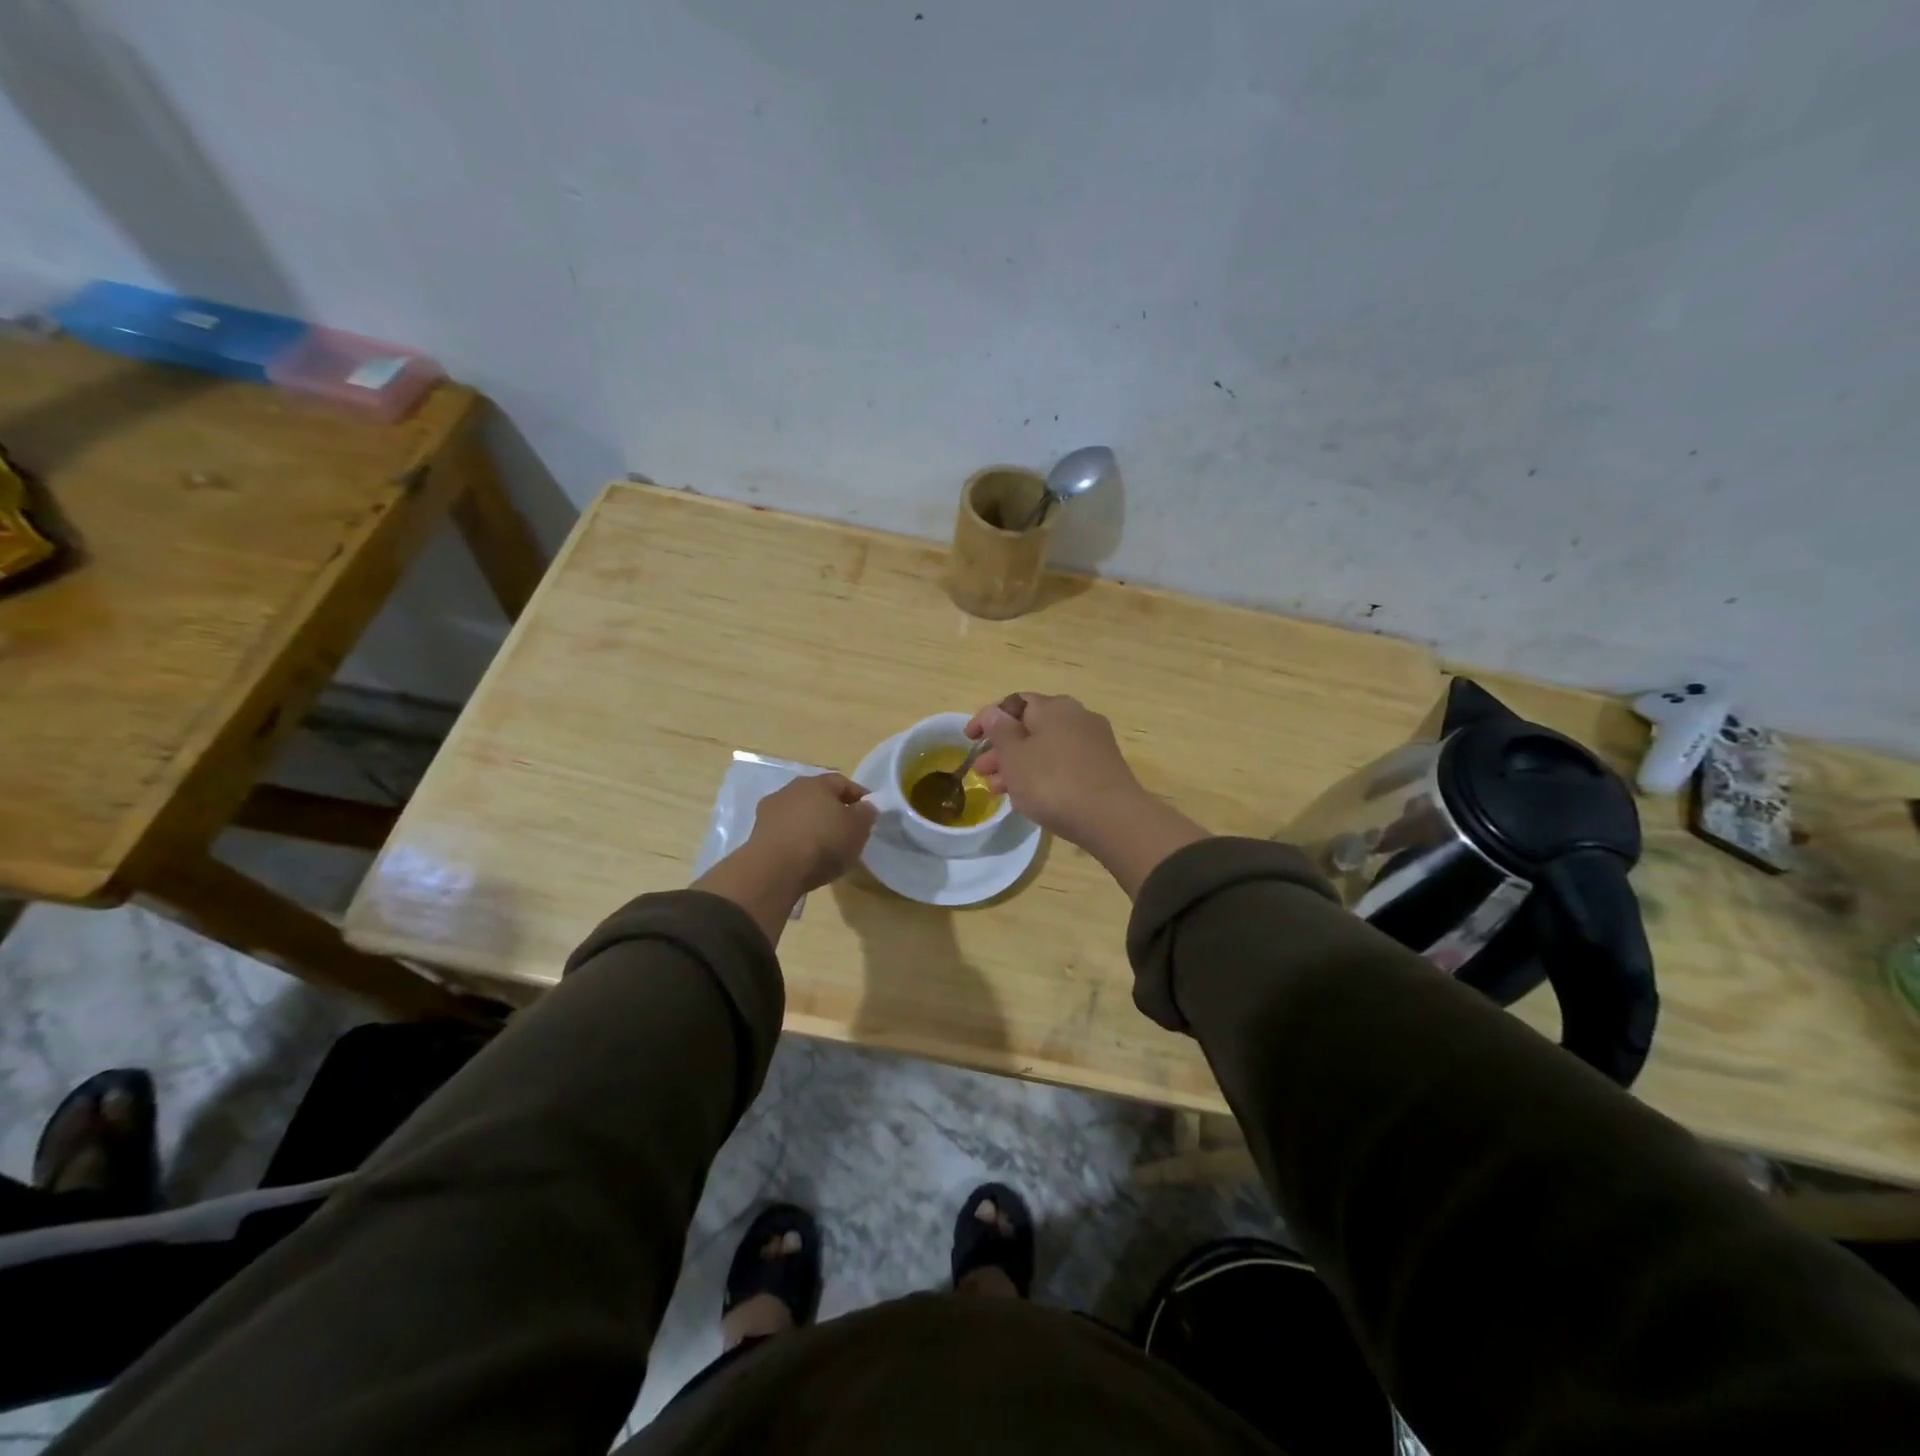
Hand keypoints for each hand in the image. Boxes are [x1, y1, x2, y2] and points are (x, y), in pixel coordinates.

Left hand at [744, 772, 877, 892]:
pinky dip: (795, 840)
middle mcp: (790, 790)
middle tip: (846, 829)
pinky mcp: (757, 835)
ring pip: (798, 814)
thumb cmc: (823, 842)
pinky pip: (785, 833)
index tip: (869, 812)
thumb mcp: (858, 828)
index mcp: (816, 783)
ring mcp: (770, 812)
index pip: (842, 782)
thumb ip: (866, 813)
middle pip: (817, 797)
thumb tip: (865, 807)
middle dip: (832, 810)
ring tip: (825, 847)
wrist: (774, 870)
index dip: (858, 796)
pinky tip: (804, 857)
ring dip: (811, 825)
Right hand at [966, 694, 1208, 897]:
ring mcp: (1094, 743)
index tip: (968, 739)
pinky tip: (1028, 797)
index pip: (1013, 702)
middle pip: (1030, 727)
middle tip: (982, 771)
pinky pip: (1062, 764)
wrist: (1112, 819)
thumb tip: (995, 713)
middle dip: (1002, 748)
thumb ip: (1000, 732)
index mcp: (1054, 707)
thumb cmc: (1053, 783)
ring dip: (1018, 765)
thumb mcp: (1015, 757)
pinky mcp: (1103, 768)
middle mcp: (1077, 717)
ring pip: (1045, 748)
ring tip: (997, 790)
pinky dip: (1041, 775)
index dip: (987, 718)